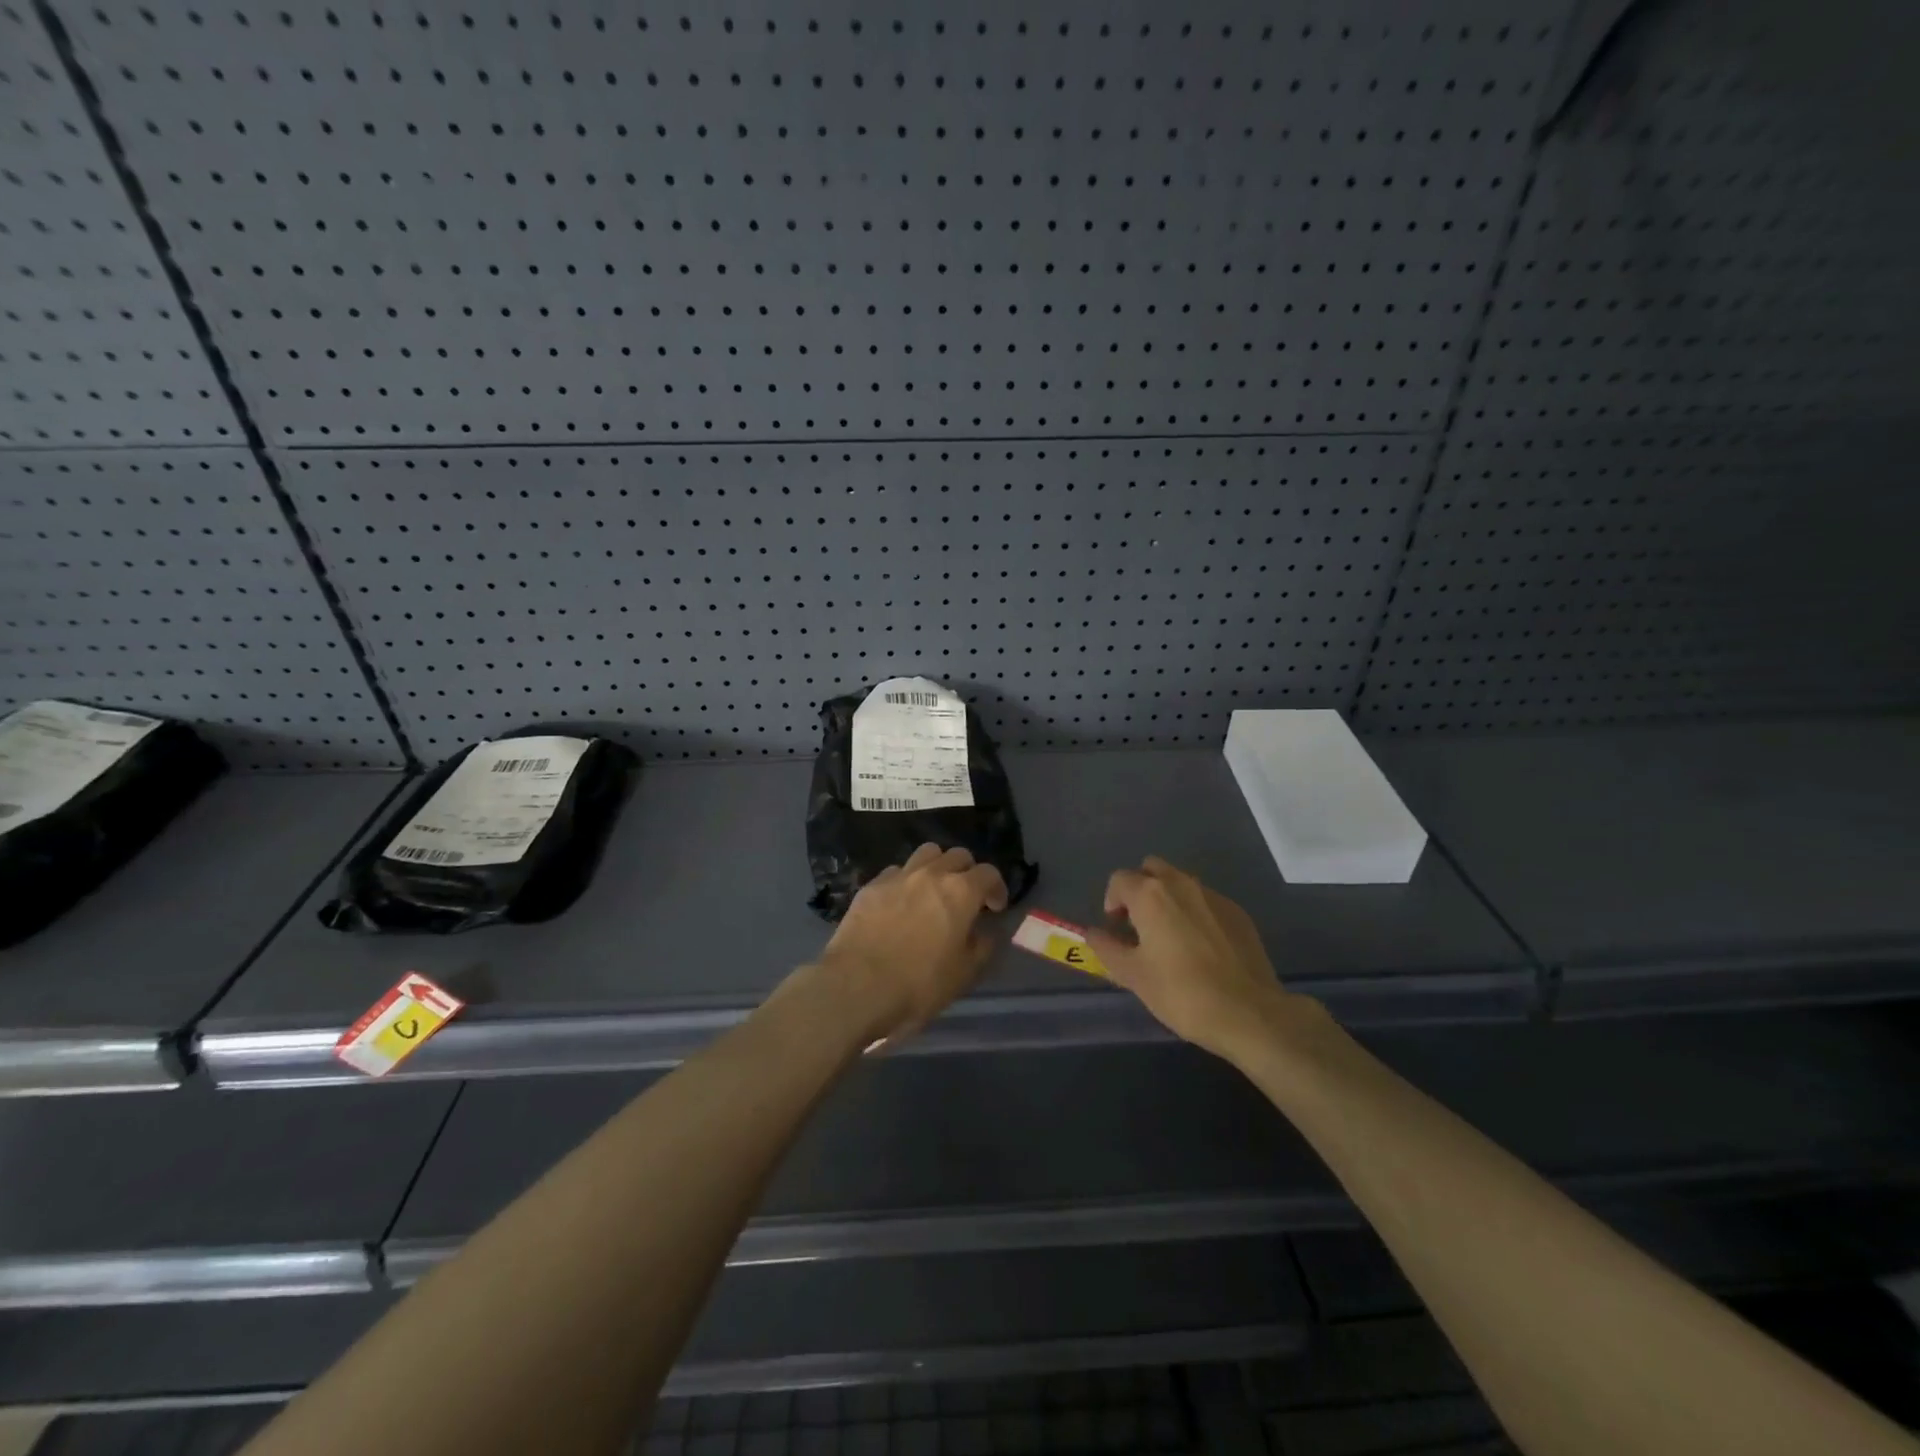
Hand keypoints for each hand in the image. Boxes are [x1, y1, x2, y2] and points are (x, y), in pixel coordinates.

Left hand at [812, 843, 1008, 1043]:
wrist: (857, 986)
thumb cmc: (919, 984)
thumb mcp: (964, 973)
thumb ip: (982, 946)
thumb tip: (985, 931)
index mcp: (960, 892)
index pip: (988, 873)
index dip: (996, 888)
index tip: (994, 908)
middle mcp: (931, 874)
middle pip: (958, 855)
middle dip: (968, 872)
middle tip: (966, 898)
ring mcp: (898, 876)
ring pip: (926, 854)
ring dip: (937, 867)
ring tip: (933, 891)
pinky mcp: (871, 886)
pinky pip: (896, 872)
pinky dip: (906, 881)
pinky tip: (901, 903)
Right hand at [1085, 856, 1318, 1061]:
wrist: (1250, 1013)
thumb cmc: (1182, 993)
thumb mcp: (1133, 975)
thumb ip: (1107, 948)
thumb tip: (1092, 933)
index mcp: (1151, 895)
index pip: (1119, 880)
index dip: (1112, 902)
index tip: (1117, 930)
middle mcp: (1182, 884)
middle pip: (1151, 869)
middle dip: (1140, 890)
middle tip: (1140, 926)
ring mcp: (1214, 896)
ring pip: (1180, 883)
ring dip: (1168, 900)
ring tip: (1171, 939)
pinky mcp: (1238, 913)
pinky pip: (1206, 901)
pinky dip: (1195, 914)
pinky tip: (1201, 949)